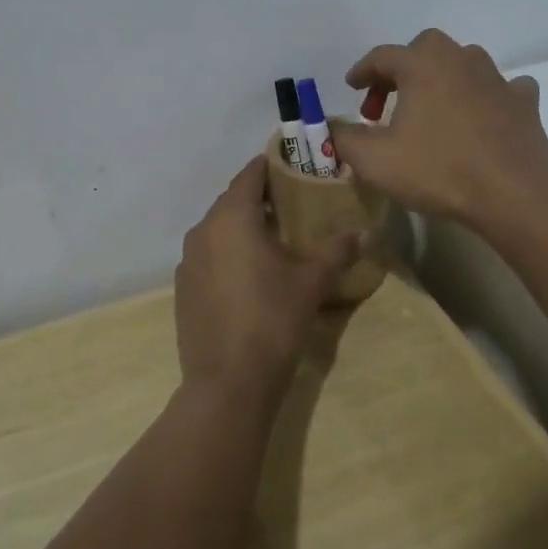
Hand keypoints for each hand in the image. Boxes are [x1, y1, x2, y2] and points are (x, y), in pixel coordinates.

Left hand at [174, 155, 362, 400]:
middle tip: (291, 204)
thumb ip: (336, 251)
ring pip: (217, 229)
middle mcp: (202, 230)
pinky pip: (207, 255)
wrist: (228, 382)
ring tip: (273, 239)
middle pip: (232, 201)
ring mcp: (187, 261)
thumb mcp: (311, 283)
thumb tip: (364, 233)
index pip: (249, 175)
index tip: (292, 167)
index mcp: (231, 217)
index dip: (270, 167)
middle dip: (259, 198)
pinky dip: (227, 253)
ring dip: (241, 227)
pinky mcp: (183, 288)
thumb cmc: (273, 319)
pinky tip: (248, 274)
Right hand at [327, 29, 547, 225]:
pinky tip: (480, 116)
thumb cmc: (438, 170)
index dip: (362, 71)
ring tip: (431, 110)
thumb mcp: (374, 161)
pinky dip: (485, 96)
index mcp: (421, 65)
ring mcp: (497, 78)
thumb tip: (335, 129)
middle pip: (424, 48)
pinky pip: (499, 88)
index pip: (381, 56)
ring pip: (463, 63)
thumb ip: (345, 139)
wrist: (514, 193)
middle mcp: (460, 59)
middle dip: (402, 70)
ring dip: (442, 79)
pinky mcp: (524, 102)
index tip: (351, 87)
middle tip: (388, 102)